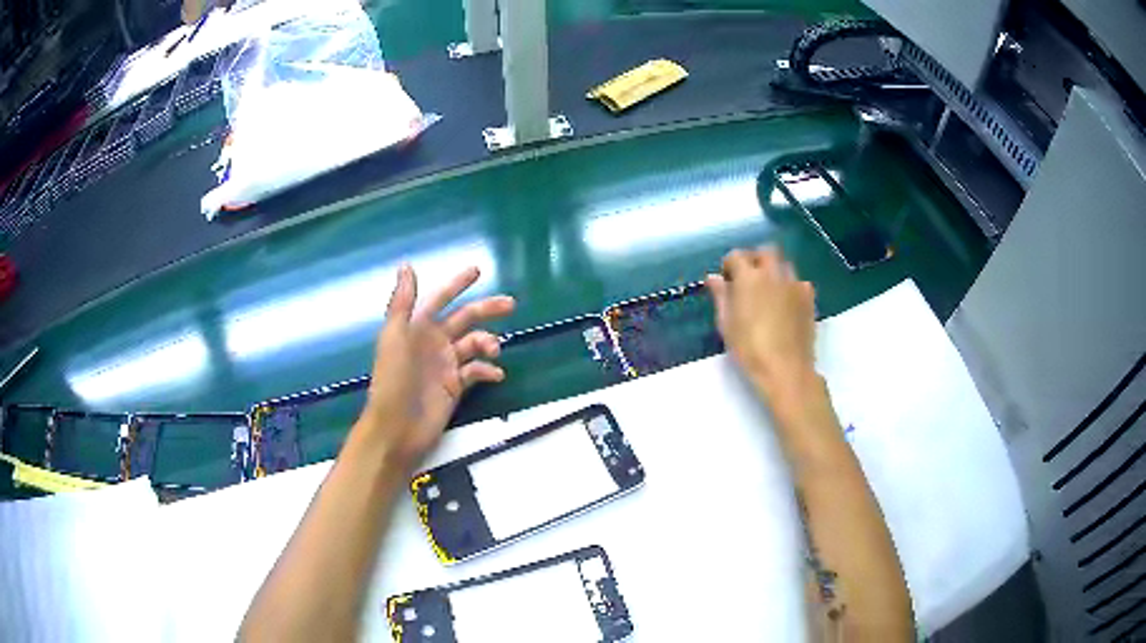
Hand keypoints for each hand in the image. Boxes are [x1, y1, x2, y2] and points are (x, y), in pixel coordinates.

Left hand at [355, 265, 514, 467]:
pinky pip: (477, 372)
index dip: (457, 284)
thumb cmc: (392, 380)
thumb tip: (406, 265)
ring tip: (494, 350)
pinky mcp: (455, 387)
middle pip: (465, 319)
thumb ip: (403, 302)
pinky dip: (488, 371)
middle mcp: (433, 343)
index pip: (440, 299)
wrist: (397, 428)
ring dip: (487, 342)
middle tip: (510, 304)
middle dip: (486, 309)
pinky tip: (495, 375)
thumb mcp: (394, 337)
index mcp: (417, 328)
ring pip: (474, 344)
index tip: (478, 271)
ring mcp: (446, 365)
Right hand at [707, 247, 818, 410]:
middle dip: (755, 259)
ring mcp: (795, 284)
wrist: (785, 369)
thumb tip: (714, 278)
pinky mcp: (809, 298)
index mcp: (749, 277)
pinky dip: (789, 286)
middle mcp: (773, 273)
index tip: (726, 280)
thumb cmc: (749, 349)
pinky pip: (798, 282)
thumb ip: (721, 296)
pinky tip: (785, 304)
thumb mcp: (727, 324)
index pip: (736, 256)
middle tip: (747, 278)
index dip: (729, 266)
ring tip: (767, 291)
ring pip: (784, 264)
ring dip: (773, 270)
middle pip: (765, 252)